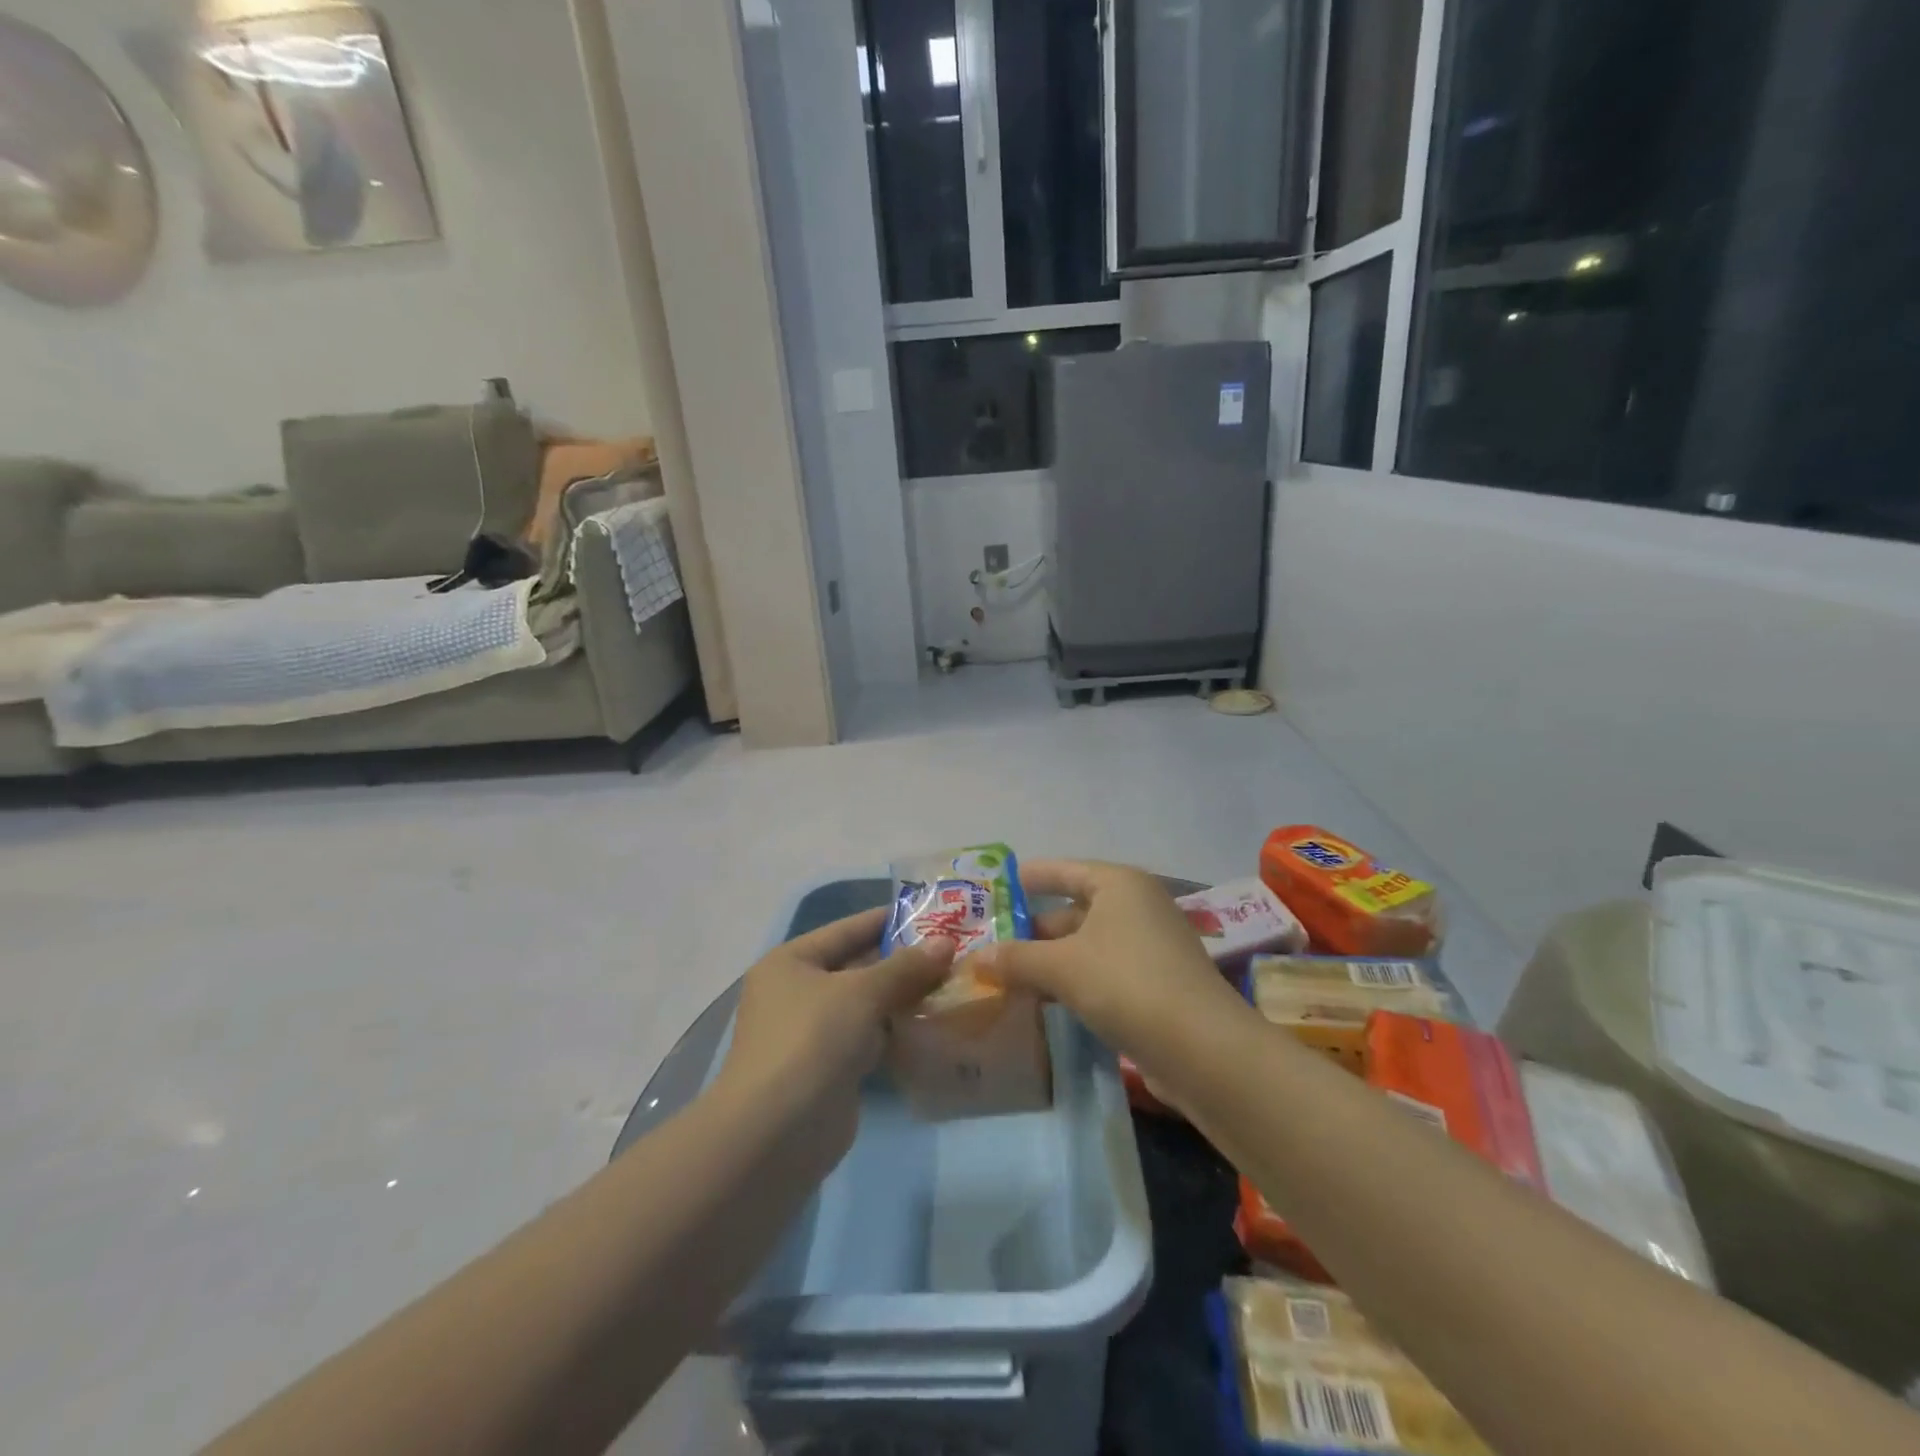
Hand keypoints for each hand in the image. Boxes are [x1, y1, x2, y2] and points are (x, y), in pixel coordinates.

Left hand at [717, 907, 954, 1165]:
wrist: (776, 1134)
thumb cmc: (812, 1041)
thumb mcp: (861, 992)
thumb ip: (905, 966)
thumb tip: (946, 942)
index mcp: (792, 961)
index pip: (848, 928)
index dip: (889, 919)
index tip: (934, 913)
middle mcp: (798, 992)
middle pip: (858, 966)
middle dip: (904, 961)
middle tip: (955, 951)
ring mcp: (813, 1033)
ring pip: (867, 1004)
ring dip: (905, 997)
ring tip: (954, 983)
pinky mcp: (830, 1068)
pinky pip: (870, 1038)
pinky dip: (897, 1031)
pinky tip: (935, 1024)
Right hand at [973, 860, 1244, 1063]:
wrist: (1202, 1049)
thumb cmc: (1127, 984)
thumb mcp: (1062, 967)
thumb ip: (1016, 959)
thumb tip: (975, 958)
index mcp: (1119, 884)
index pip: (1064, 869)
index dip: (1029, 877)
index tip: (995, 888)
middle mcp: (1137, 907)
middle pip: (1073, 910)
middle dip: (1033, 929)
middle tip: (990, 943)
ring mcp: (1150, 947)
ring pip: (1086, 945)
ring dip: (1049, 960)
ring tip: (1006, 976)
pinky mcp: (1155, 985)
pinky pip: (1101, 972)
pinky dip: (1072, 981)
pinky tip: (1043, 1001)